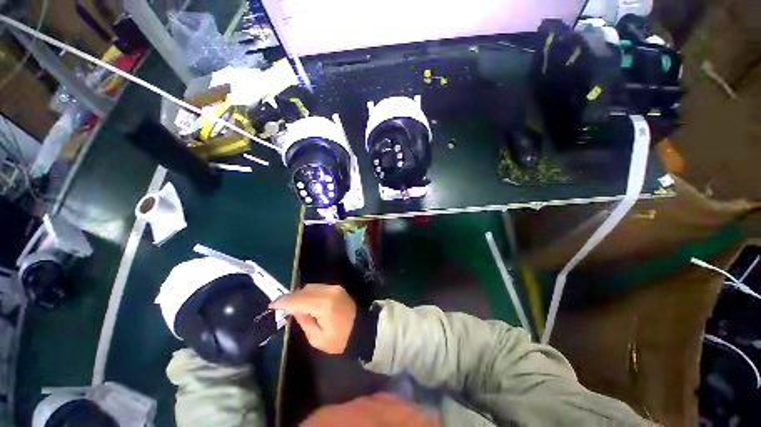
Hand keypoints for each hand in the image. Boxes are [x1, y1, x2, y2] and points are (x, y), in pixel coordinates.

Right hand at [269, 284, 355, 353]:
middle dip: (291, 297)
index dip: (283, 301)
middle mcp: (329, 291)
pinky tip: (306, 302)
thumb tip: (293, 309)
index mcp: (324, 305)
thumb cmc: (340, 339)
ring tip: (293, 306)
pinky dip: (308, 293)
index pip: (299, 299)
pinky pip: (318, 287)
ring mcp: (334, 287)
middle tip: (281, 307)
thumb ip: (304, 321)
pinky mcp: (337, 287)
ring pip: (310, 287)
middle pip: (304, 290)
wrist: (362, 328)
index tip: (271, 305)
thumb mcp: (317, 338)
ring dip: (299, 295)